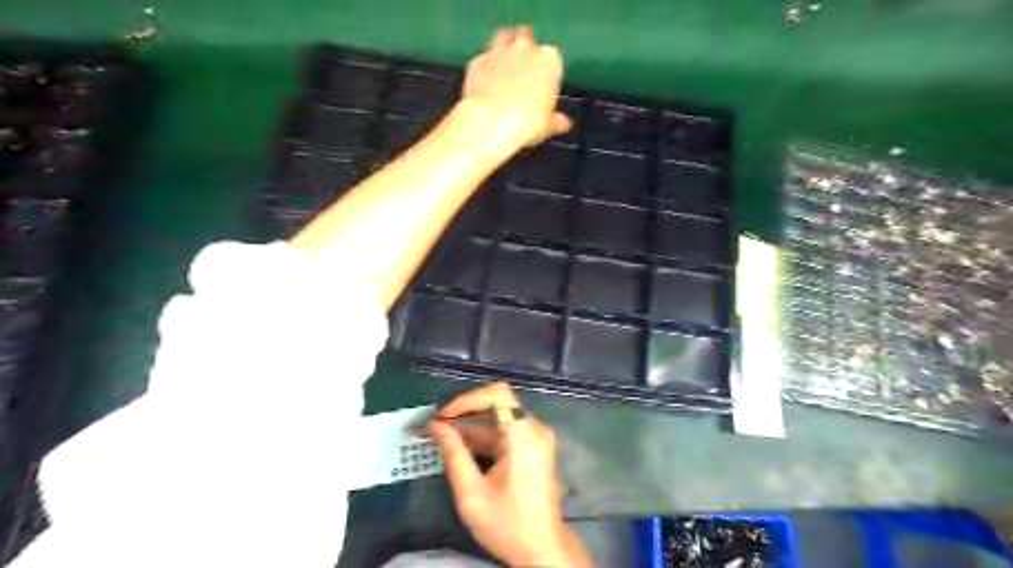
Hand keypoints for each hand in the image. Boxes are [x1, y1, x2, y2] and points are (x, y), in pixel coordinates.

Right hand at [425, 382, 595, 567]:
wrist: (542, 550)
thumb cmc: (508, 525)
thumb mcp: (472, 494)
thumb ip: (454, 455)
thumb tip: (435, 426)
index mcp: (525, 437)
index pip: (498, 394)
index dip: (468, 399)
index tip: (443, 417)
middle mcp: (534, 429)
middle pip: (496, 404)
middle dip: (463, 414)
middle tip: (435, 428)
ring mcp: (535, 437)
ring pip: (498, 418)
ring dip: (469, 426)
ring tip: (440, 437)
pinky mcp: (532, 447)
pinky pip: (504, 431)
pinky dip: (481, 437)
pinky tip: (459, 449)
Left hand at [461, 25, 573, 148]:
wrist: (490, 122)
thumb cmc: (527, 123)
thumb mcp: (547, 126)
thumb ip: (556, 120)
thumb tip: (564, 122)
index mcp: (549, 60)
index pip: (552, 58)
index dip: (547, 72)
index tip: (543, 87)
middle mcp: (525, 48)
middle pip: (527, 38)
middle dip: (525, 51)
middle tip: (523, 73)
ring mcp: (499, 50)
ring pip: (504, 38)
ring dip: (505, 48)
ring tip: (503, 68)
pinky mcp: (478, 60)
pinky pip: (484, 59)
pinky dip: (485, 67)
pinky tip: (484, 83)